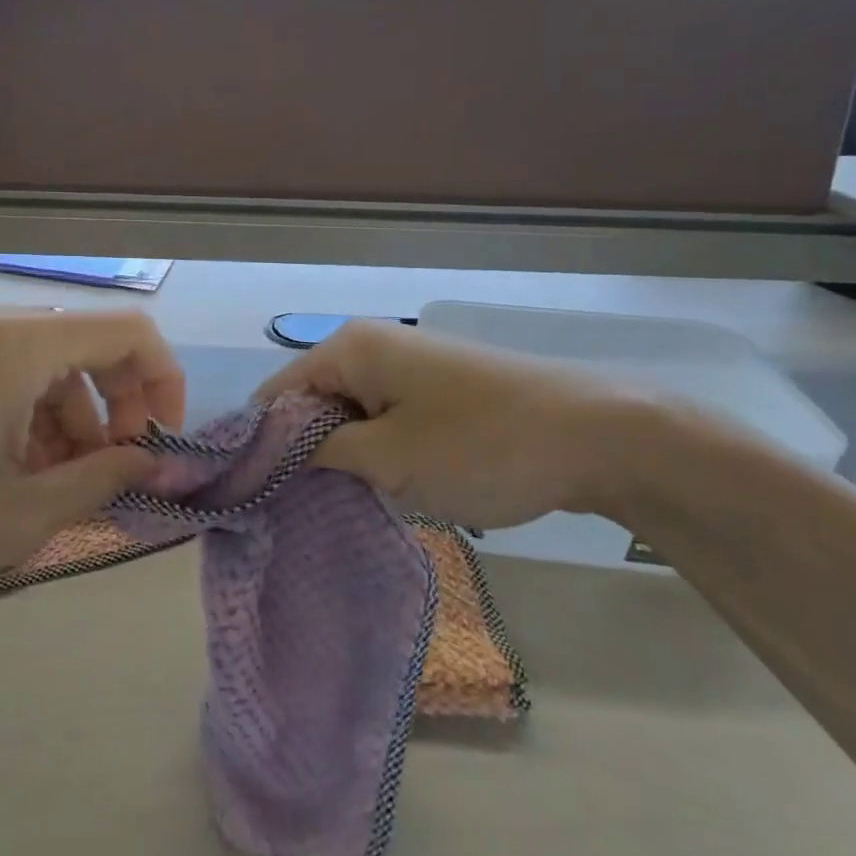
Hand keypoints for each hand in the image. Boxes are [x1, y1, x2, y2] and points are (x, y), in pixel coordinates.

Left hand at [0, 304, 185, 610]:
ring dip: (72, 418)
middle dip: (117, 408)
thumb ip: (105, 478)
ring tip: (57, 485)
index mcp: (16, 345)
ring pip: (48, 363)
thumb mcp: (23, 514)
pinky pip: (7, 371)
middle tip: (111, 472)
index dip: (163, 384)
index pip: (129, 333)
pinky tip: (15, 469)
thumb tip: (160, 461)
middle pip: (88, 345)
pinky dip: (31, 414)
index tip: (160, 444)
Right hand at [255, 319, 650, 529]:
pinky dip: (377, 451)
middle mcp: (371, 345)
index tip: (256, 499)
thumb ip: (316, 452)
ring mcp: (407, 365)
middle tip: (302, 510)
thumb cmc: (480, 445)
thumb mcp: (387, 458)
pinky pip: (383, 417)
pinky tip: (386, 487)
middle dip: (302, 454)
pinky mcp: (436, 388)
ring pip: (347, 414)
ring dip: (343, 457)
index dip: (260, 446)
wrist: (600, 437)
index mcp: (349, 348)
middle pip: (309, 402)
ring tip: (343, 505)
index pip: (275, 395)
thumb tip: (266, 451)